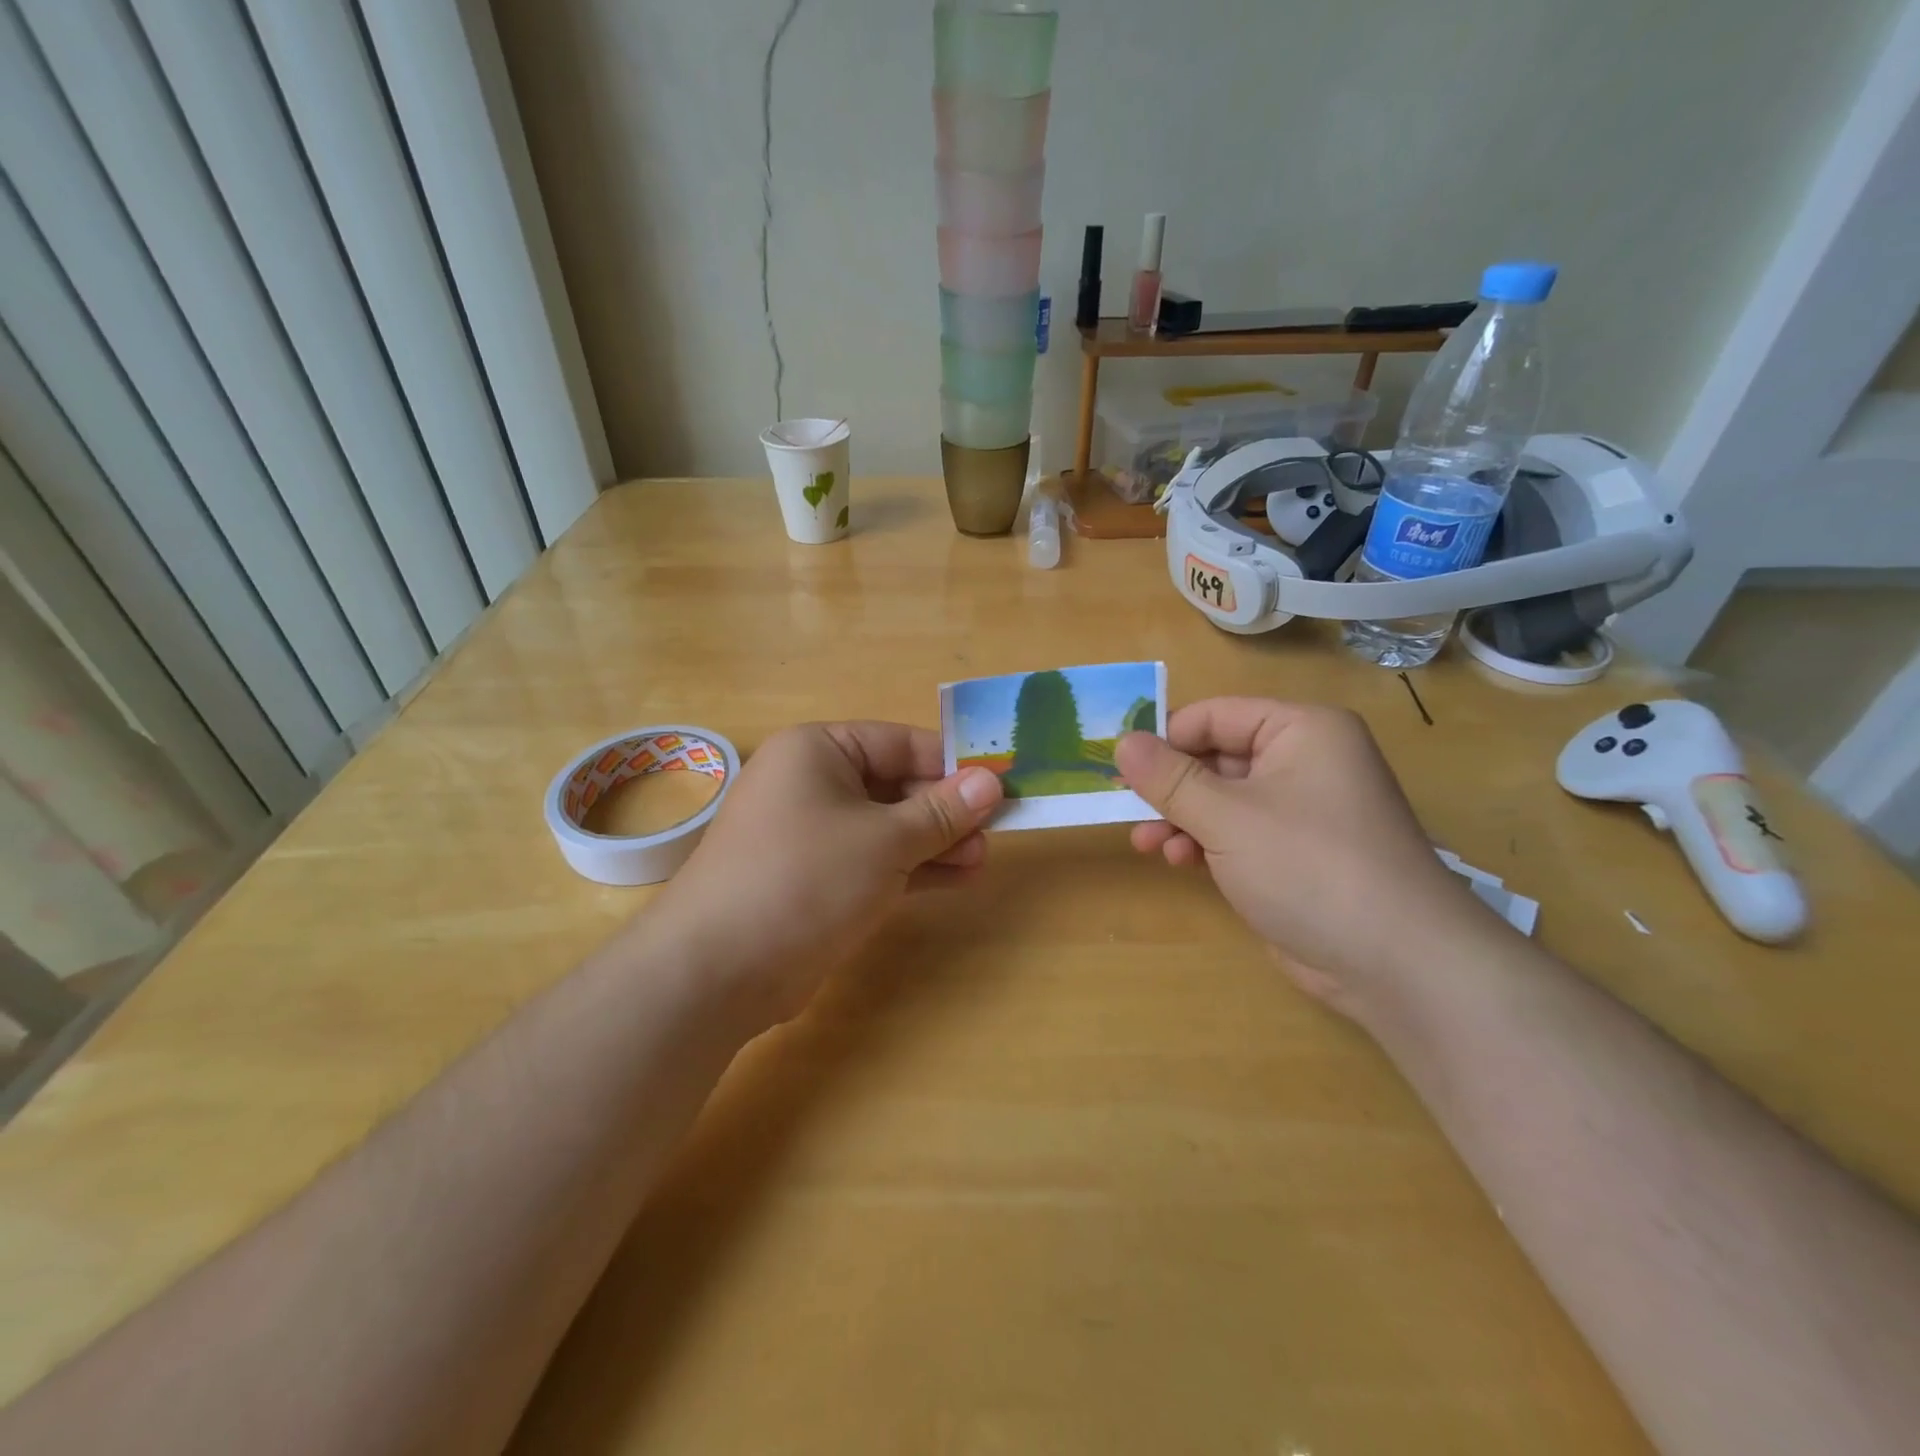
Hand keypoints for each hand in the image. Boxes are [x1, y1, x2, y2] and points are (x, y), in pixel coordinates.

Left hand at [646, 722, 1001, 1033]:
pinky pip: (872, 861)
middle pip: (894, 785)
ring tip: (981, 860)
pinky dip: (911, 869)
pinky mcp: (815, 879)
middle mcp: (811, 783)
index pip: (899, 742)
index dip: (951, 763)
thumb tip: (992, 780)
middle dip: (945, 810)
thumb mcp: (886, 840)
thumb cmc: (807, 877)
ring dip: (934, 842)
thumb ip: (942, 810)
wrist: (720, 969)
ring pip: (886, 827)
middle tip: (993, 832)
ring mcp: (811, 834)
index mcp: (818, 751)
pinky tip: (957, 879)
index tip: (998, 784)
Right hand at [1116, 698, 1491, 1017]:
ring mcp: (1301, 810)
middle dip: (1170, 786)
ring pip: (1221, 798)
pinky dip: (1204, 841)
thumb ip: (1169, 778)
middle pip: (1216, 757)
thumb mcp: (1226, 817)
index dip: (1165, 738)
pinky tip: (1178, 861)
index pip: (1215, 715)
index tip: (1119, 766)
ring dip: (1180, 818)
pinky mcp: (1295, 853)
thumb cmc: (1308, 866)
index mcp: (1301, 730)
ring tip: (1147, 843)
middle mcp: (1304, 760)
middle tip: (1126, 809)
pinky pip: (1237, 831)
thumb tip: (1122, 742)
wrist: (1396, 963)